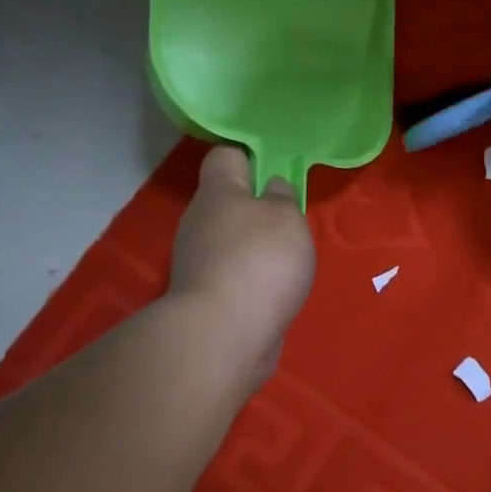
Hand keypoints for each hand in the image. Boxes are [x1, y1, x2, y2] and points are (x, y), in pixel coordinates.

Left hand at [167, 145, 315, 387]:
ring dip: (258, 248)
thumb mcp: (287, 217)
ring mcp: (198, 261)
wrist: (224, 335)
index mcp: (218, 192)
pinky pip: (234, 274)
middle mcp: (200, 221)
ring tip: (290, 262)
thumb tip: (272, 190)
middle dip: (259, 208)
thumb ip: (283, 198)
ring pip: (232, 240)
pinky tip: (275, 291)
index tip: (277, 170)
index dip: (251, 157)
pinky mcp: (206, 296)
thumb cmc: (260, 261)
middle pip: (229, 202)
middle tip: (292, 221)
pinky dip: (253, 280)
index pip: (225, 156)